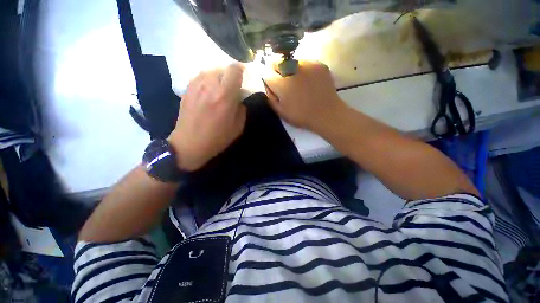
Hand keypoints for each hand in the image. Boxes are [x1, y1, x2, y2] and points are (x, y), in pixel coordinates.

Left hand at [168, 64, 246, 170]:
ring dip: (219, 79)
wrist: (189, 143)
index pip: (234, 69)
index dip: (241, 72)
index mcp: (225, 95)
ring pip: (211, 71)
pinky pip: (201, 77)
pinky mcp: (187, 88)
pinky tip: (208, 94)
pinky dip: (208, 82)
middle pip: (223, 68)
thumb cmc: (217, 138)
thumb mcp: (238, 128)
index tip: (243, 80)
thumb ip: (242, 109)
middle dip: (230, 77)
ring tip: (219, 92)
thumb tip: (239, 100)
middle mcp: (210, 85)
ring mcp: (196, 85)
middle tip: (231, 90)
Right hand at [263, 61, 345, 131]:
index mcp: (282, 84)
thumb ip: (270, 97)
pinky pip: (305, 62)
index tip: (270, 81)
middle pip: (276, 61)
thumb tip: (267, 84)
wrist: (327, 113)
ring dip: (288, 68)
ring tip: (295, 80)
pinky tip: (307, 79)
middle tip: (280, 78)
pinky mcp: (318, 64)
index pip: (266, 72)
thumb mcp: (281, 112)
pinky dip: (302, 69)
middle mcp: (292, 70)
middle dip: (274, 68)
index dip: (266, 76)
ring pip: (290, 61)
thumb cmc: (301, 116)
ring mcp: (307, 65)